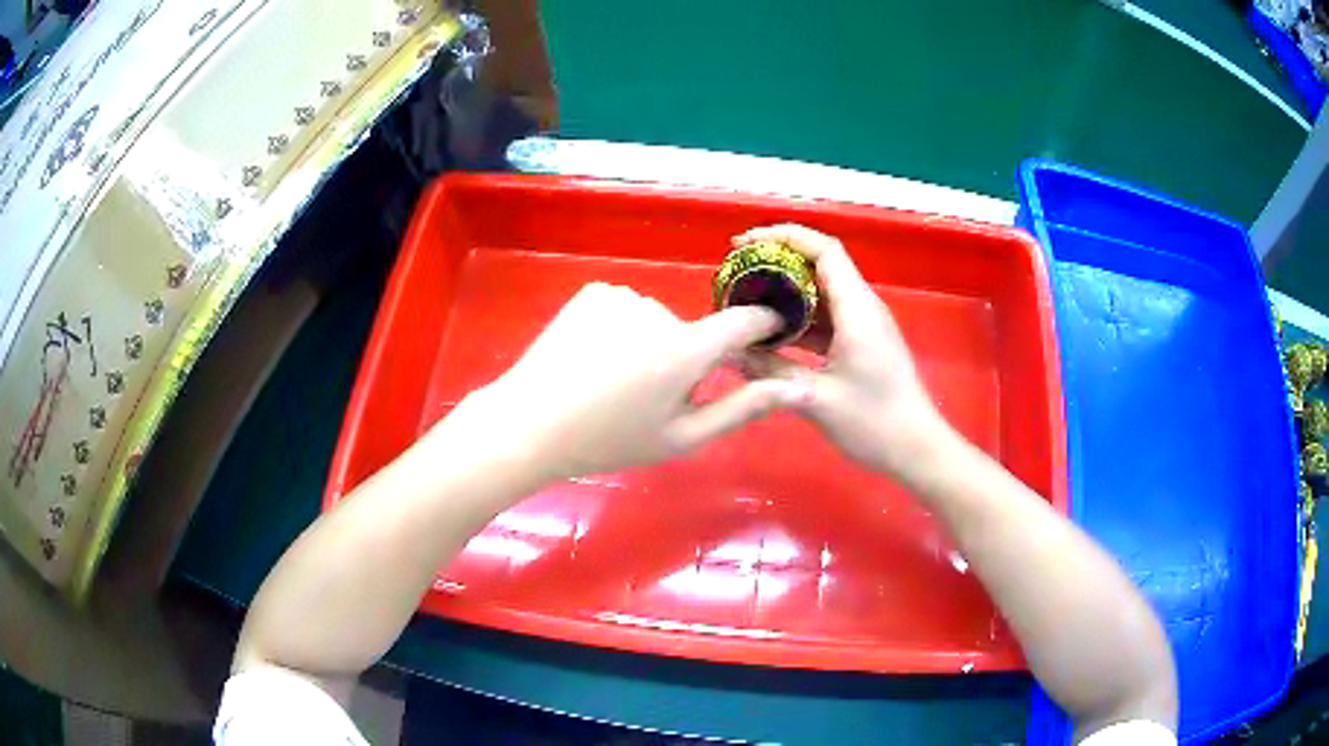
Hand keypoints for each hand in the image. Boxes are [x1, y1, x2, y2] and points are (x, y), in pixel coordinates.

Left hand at [448, 282, 805, 481]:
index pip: (743, 322)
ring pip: (656, 320)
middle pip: (691, 330)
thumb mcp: (681, 437)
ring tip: (613, 378)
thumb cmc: (608, 440)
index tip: (768, 333)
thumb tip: (790, 388)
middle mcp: (658, 310)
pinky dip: (621, 328)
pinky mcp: (594, 291)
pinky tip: (594, 356)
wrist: (529, 422)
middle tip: (648, 396)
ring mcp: (622, 296)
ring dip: (649, 343)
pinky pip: (626, 308)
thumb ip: (740, 409)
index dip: (761, 325)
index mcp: (684, 350)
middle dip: (684, 357)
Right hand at [734, 224, 956, 483]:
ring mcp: (864, 325)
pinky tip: (771, 331)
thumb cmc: (873, 422)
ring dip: (787, 290)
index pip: (823, 250)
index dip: (785, 236)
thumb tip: (731, 353)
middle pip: (821, 264)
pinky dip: (799, 316)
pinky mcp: (862, 342)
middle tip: (739, 270)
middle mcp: (862, 307)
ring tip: (747, 297)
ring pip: (822, 292)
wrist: (915, 449)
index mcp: (857, 309)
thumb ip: (771, 371)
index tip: (746, 242)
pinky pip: (827, 317)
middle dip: (780, 259)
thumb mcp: (815, 399)